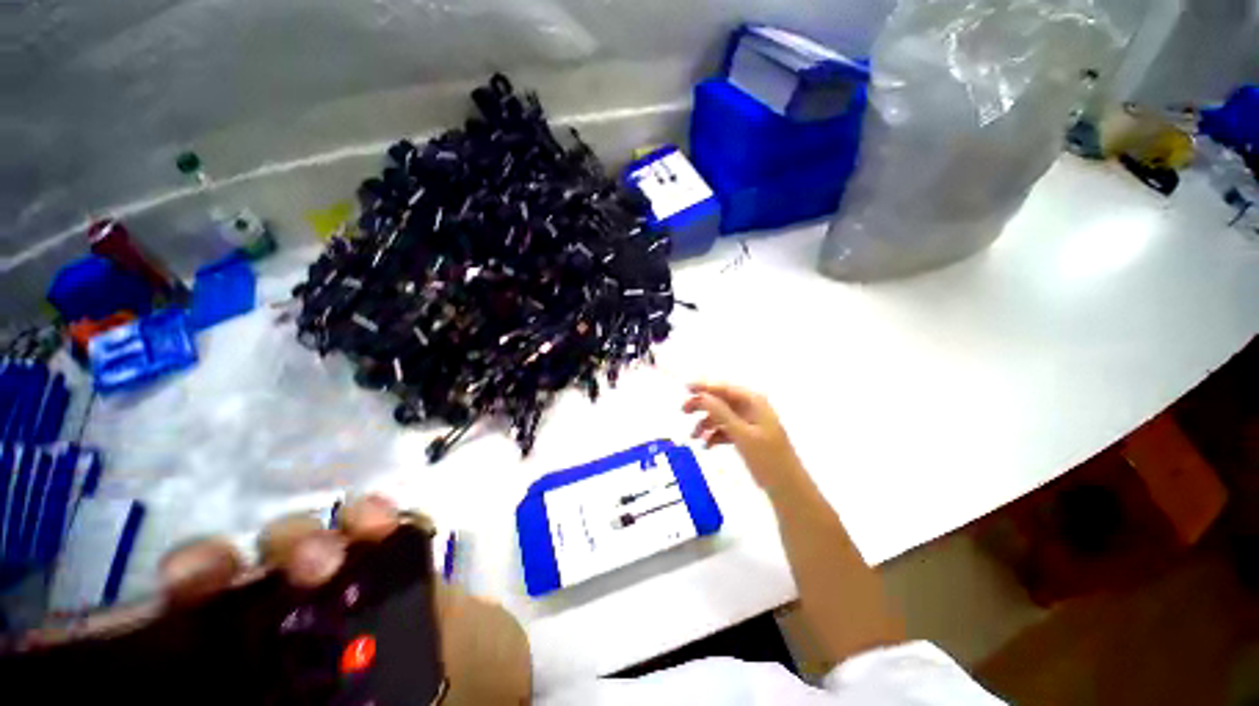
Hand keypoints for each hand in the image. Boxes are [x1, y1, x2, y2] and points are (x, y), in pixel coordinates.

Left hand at [15, 497, 530, 705]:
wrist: (479, 683)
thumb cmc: (417, 701)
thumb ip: (261, 701)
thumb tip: (197, 701)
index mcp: (258, 661)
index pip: (190, 631)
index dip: (176, 607)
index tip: (180, 600)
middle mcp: (286, 616)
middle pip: (238, 574)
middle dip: (239, 562)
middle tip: (251, 576)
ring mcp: (345, 581)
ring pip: (306, 538)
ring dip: (313, 533)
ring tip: (345, 543)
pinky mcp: (397, 558)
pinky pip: (380, 525)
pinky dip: (379, 518)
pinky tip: (391, 520)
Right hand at [683, 382, 805, 492]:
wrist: (787, 488)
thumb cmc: (767, 458)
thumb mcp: (742, 434)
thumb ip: (721, 413)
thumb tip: (702, 395)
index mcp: (754, 402)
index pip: (725, 388)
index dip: (704, 386)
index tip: (685, 387)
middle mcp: (751, 408)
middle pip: (721, 400)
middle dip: (702, 405)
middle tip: (683, 411)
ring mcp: (749, 422)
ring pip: (721, 416)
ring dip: (706, 423)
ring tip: (693, 437)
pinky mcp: (747, 436)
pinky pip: (725, 429)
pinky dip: (714, 435)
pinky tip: (706, 445)